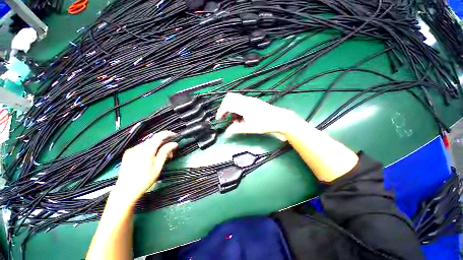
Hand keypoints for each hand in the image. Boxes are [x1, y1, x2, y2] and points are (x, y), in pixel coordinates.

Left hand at [114, 131, 177, 202]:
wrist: (125, 192)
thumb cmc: (144, 181)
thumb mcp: (157, 167)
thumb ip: (165, 153)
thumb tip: (174, 143)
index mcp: (145, 150)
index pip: (159, 136)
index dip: (168, 134)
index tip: (176, 136)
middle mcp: (137, 147)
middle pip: (154, 139)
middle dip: (165, 143)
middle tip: (171, 153)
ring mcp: (132, 150)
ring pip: (149, 143)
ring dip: (158, 147)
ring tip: (164, 157)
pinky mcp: (129, 153)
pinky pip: (143, 147)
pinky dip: (151, 149)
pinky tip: (154, 157)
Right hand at [216, 93, 299, 139]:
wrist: (280, 119)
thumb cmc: (265, 124)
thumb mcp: (250, 128)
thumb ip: (236, 129)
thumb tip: (226, 133)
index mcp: (244, 106)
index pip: (227, 104)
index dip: (220, 111)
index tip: (219, 119)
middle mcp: (246, 100)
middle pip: (229, 98)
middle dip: (224, 107)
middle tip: (225, 117)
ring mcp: (250, 100)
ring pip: (235, 99)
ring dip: (231, 107)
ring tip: (234, 119)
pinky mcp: (253, 102)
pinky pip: (241, 101)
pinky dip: (237, 107)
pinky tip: (241, 116)